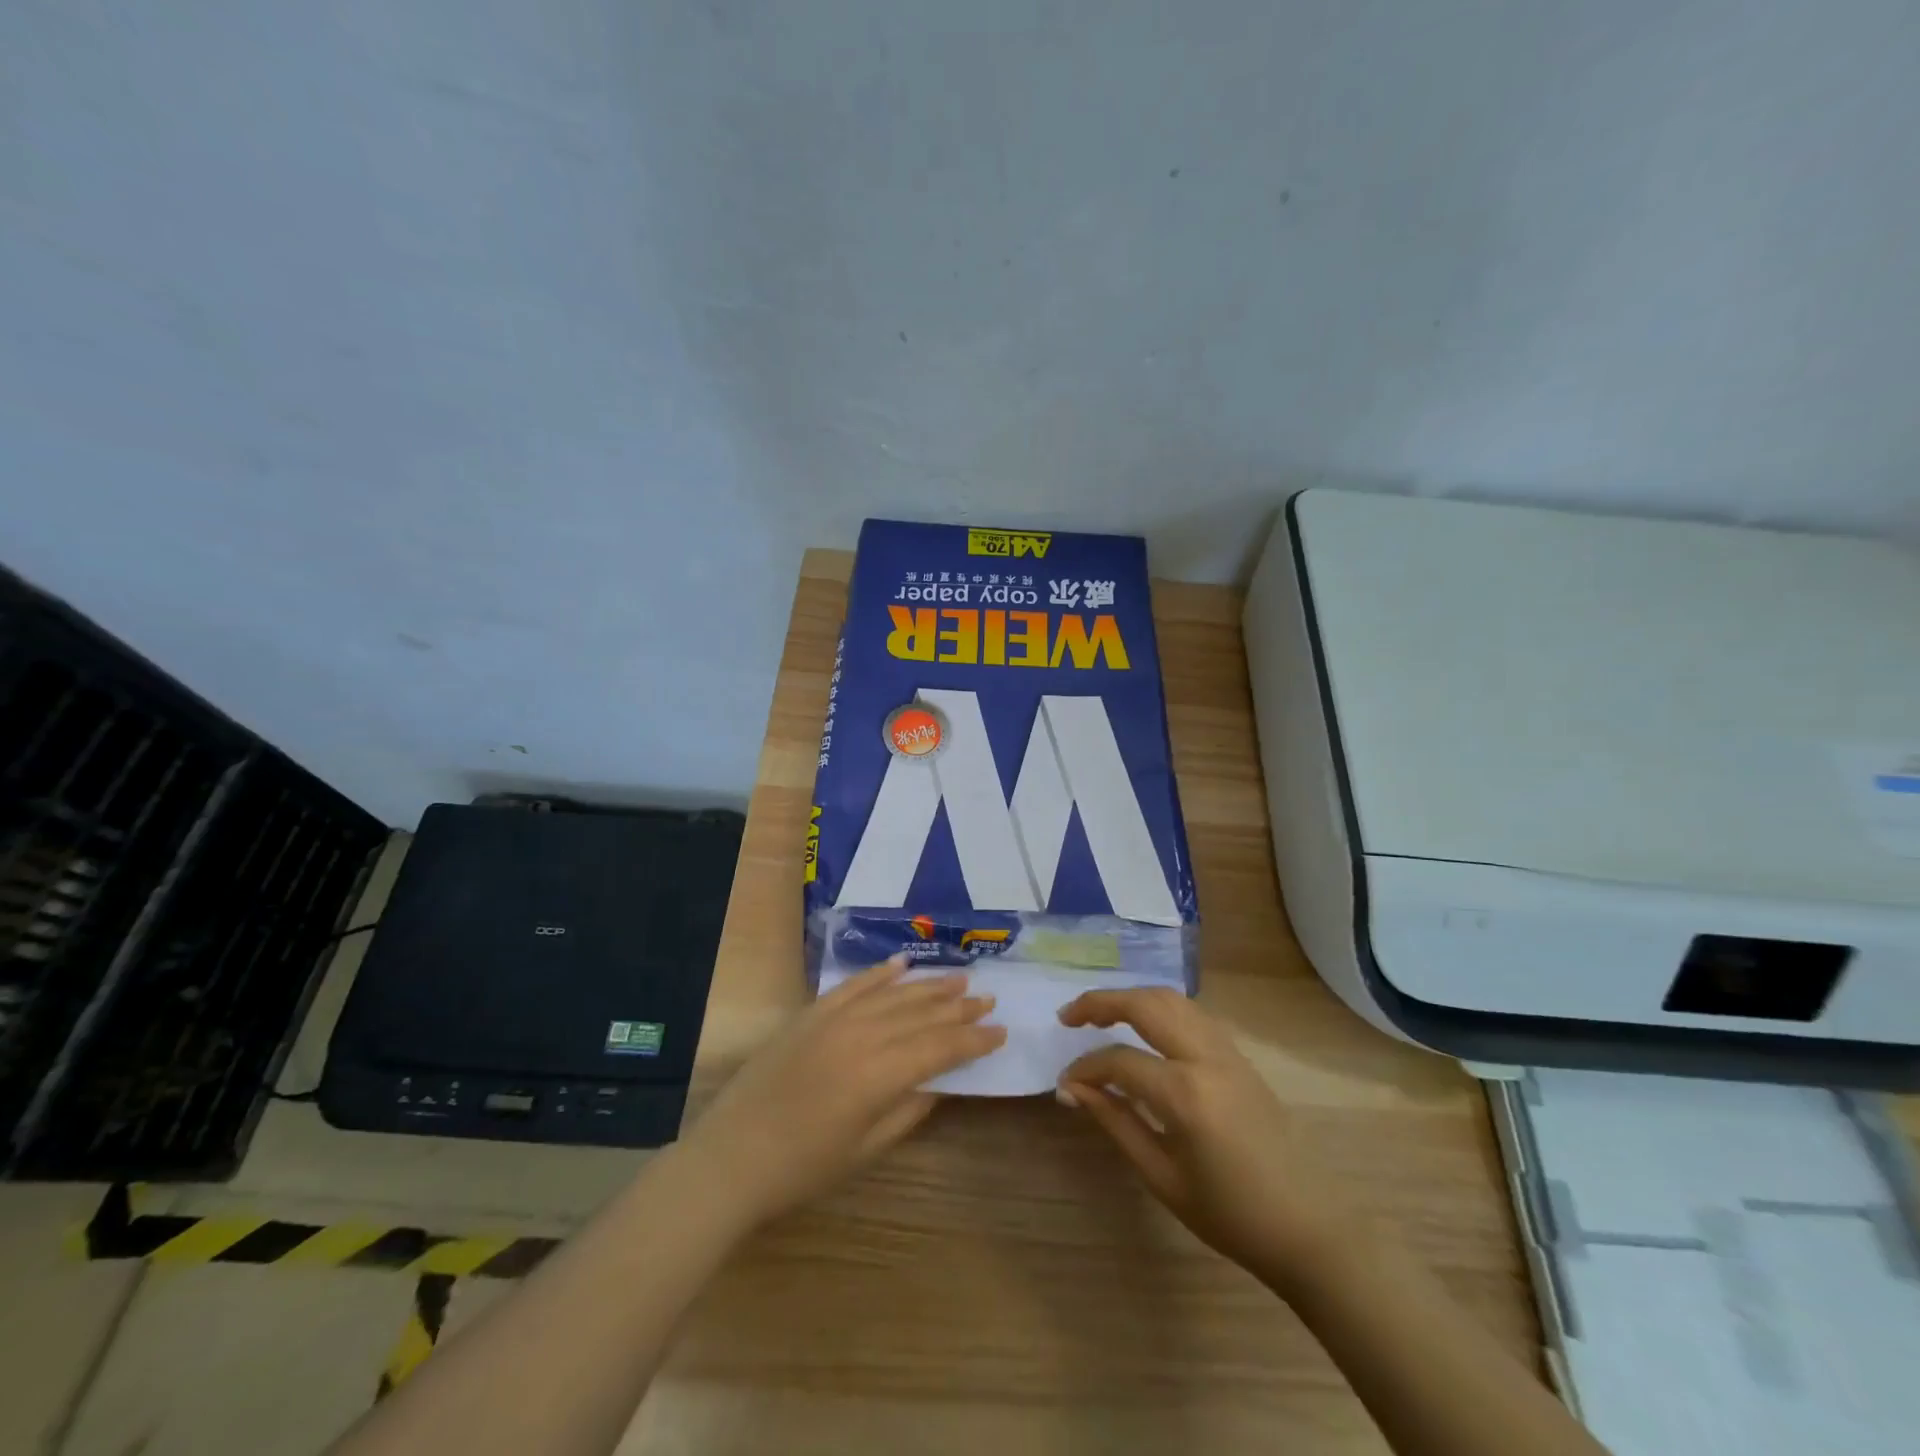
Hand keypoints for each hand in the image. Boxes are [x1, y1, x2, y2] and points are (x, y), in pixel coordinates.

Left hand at [683, 955, 1005, 1227]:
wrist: (732, 1156)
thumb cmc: (803, 1167)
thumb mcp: (864, 1149)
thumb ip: (907, 1111)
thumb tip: (939, 1082)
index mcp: (879, 1074)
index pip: (940, 1047)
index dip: (973, 1040)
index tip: (1000, 1032)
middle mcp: (862, 1035)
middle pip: (921, 1014)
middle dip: (958, 1008)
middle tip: (989, 999)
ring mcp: (834, 1018)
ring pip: (893, 994)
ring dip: (928, 986)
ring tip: (959, 980)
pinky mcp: (811, 1012)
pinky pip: (854, 985)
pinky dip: (880, 973)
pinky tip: (902, 963)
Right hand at [1056, 988, 1345, 1286]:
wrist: (1309, 1229)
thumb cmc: (1230, 1215)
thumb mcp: (1161, 1176)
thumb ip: (1114, 1122)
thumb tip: (1071, 1088)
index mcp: (1186, 1093)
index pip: (1119, 1060)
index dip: (1085, 1068)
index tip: (1065, 1083)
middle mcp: (1206, 1057)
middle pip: (1145, 1004)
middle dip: (1100, 1003)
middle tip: (1069, 1016)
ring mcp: (1228, 1051)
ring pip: (1171, 999)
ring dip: (1132, 998)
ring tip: (1101, 1014)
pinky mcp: (1240, 1056)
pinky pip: (1193, 1013)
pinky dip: (1160, 1007)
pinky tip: (1145, 1026)